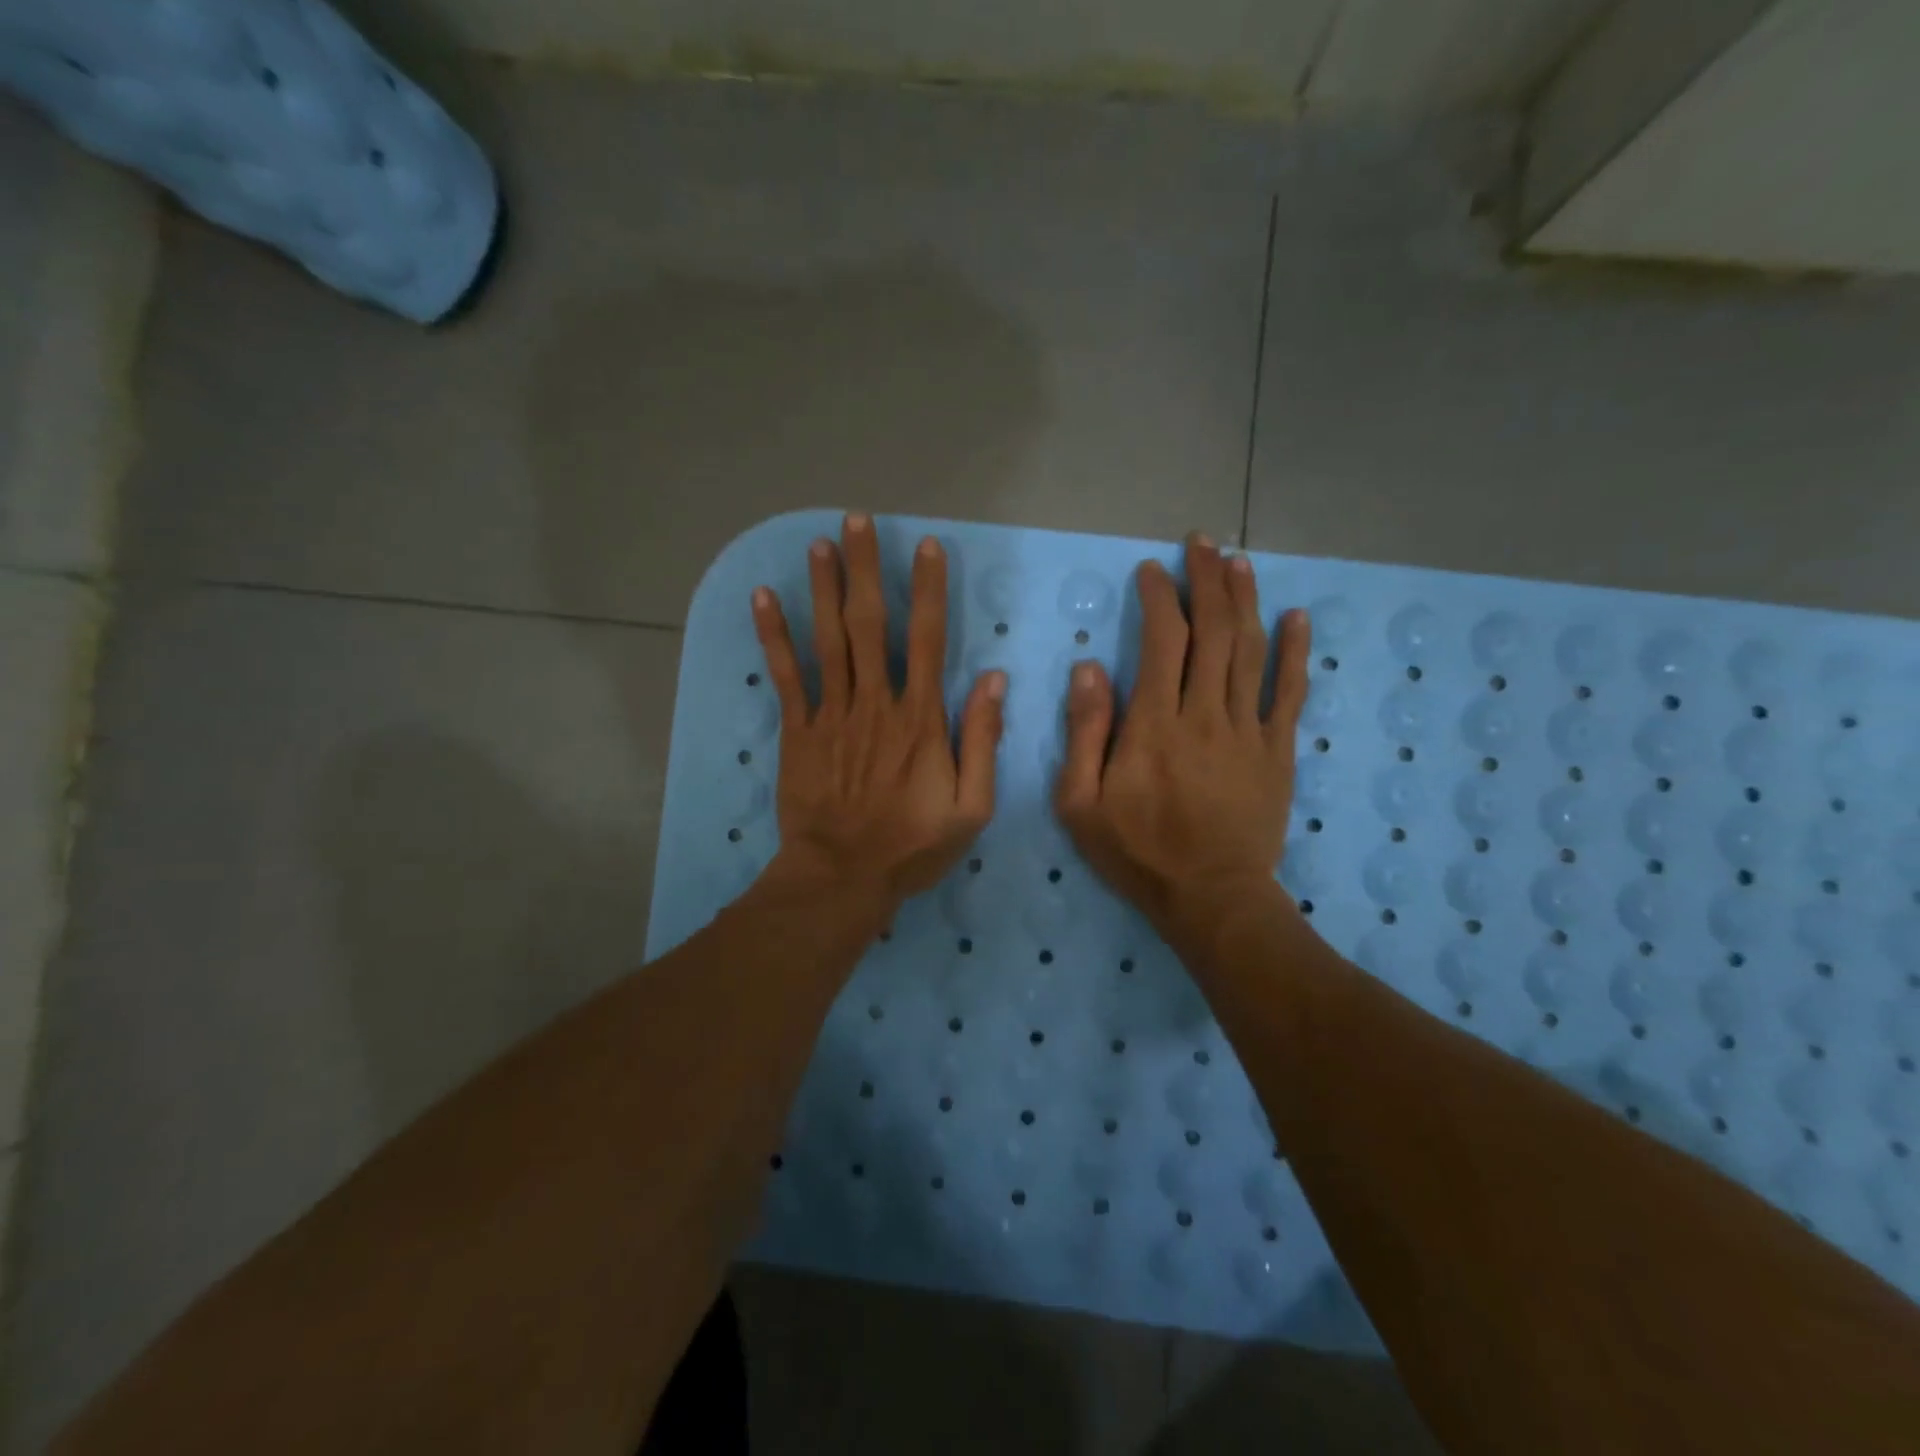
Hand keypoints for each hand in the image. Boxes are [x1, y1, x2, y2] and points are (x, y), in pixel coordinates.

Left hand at [752, 512, 1005, 917]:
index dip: (929, 590)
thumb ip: (983, 741)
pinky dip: (774, 636)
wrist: (843, 876)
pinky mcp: (798, 731)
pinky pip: (786, 676)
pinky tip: (764, 598)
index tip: (926, 547)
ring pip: (828, 640)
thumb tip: (995, 680)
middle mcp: (876, 703)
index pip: (929, 640)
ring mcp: (832, 714)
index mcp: (920, 719)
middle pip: (870, 624)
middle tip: (858, 521)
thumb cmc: (912, 845)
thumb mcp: (972, 806)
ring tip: (819, 543)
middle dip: (865, 569)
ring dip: (824, 589)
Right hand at [1055, 533, 1310, 944]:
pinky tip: (1296, 618)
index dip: (1158, 598)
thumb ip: (1084, 733)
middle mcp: (1205, 714)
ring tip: (1238, 562)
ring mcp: (1248, 731)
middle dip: (1205, 582)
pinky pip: (1289, 693)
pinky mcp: (1277, 752)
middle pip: (1211, 632)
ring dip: (1245, 601)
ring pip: (1250, 651)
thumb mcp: (1081, 803)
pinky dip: (1295, 653)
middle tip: (1201, 544)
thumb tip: (1089, 668)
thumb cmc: (1138, 852)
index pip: (1161, 641)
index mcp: (1154, 724)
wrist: (1211, 897)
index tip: (1151, 570)